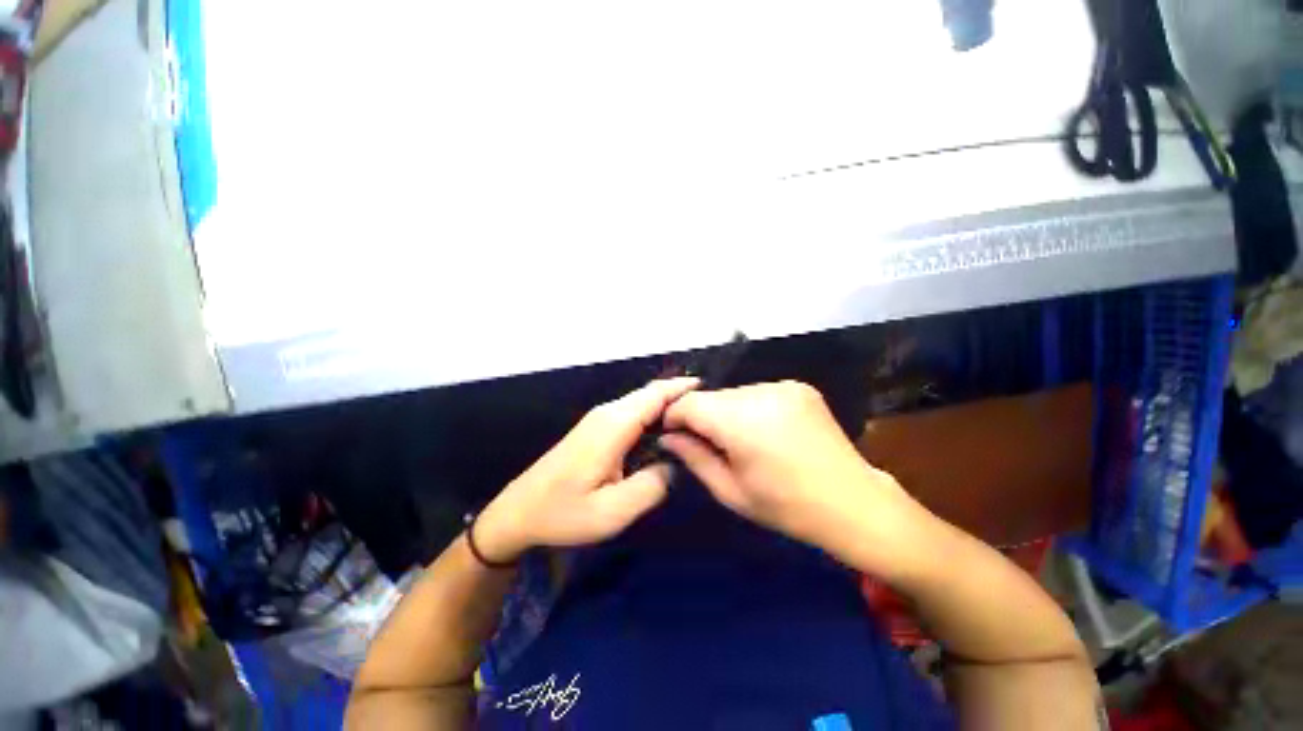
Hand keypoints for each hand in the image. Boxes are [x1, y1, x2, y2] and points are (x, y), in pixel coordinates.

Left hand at [474, 378, 698, 562]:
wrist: (519, 511)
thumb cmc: (564, 513)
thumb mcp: (613, 511)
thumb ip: (652, 486)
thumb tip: (673, 465)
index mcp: (614, 425)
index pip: (655, 395)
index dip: (682, 389)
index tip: (710, 391)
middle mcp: (608, 413)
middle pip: (649, 393)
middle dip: (679, 393)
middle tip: (709, 406)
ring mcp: (599, 419)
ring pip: (640, 401)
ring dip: (666, 403)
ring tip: (694, 415)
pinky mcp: (595, 428)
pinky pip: (632, 412)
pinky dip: (652, 412)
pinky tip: (664, 428)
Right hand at [659, 381, 919, 556]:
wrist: (854, 503)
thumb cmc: (787, 507)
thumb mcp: (730, 491)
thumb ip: (693, 457)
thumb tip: (668, 436)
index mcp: (742, 420)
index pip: (689, 402)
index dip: (675, 416)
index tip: (673, 435)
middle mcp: (762, 391)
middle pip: (712, 396)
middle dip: (702, 417)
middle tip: (709, 444)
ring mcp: (784, 385)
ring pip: (734, 393)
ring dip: (727, 412)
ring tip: (741, 441)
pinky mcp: (799, 387)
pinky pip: (758, 392)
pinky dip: (751, 408)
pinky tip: (764, 431)